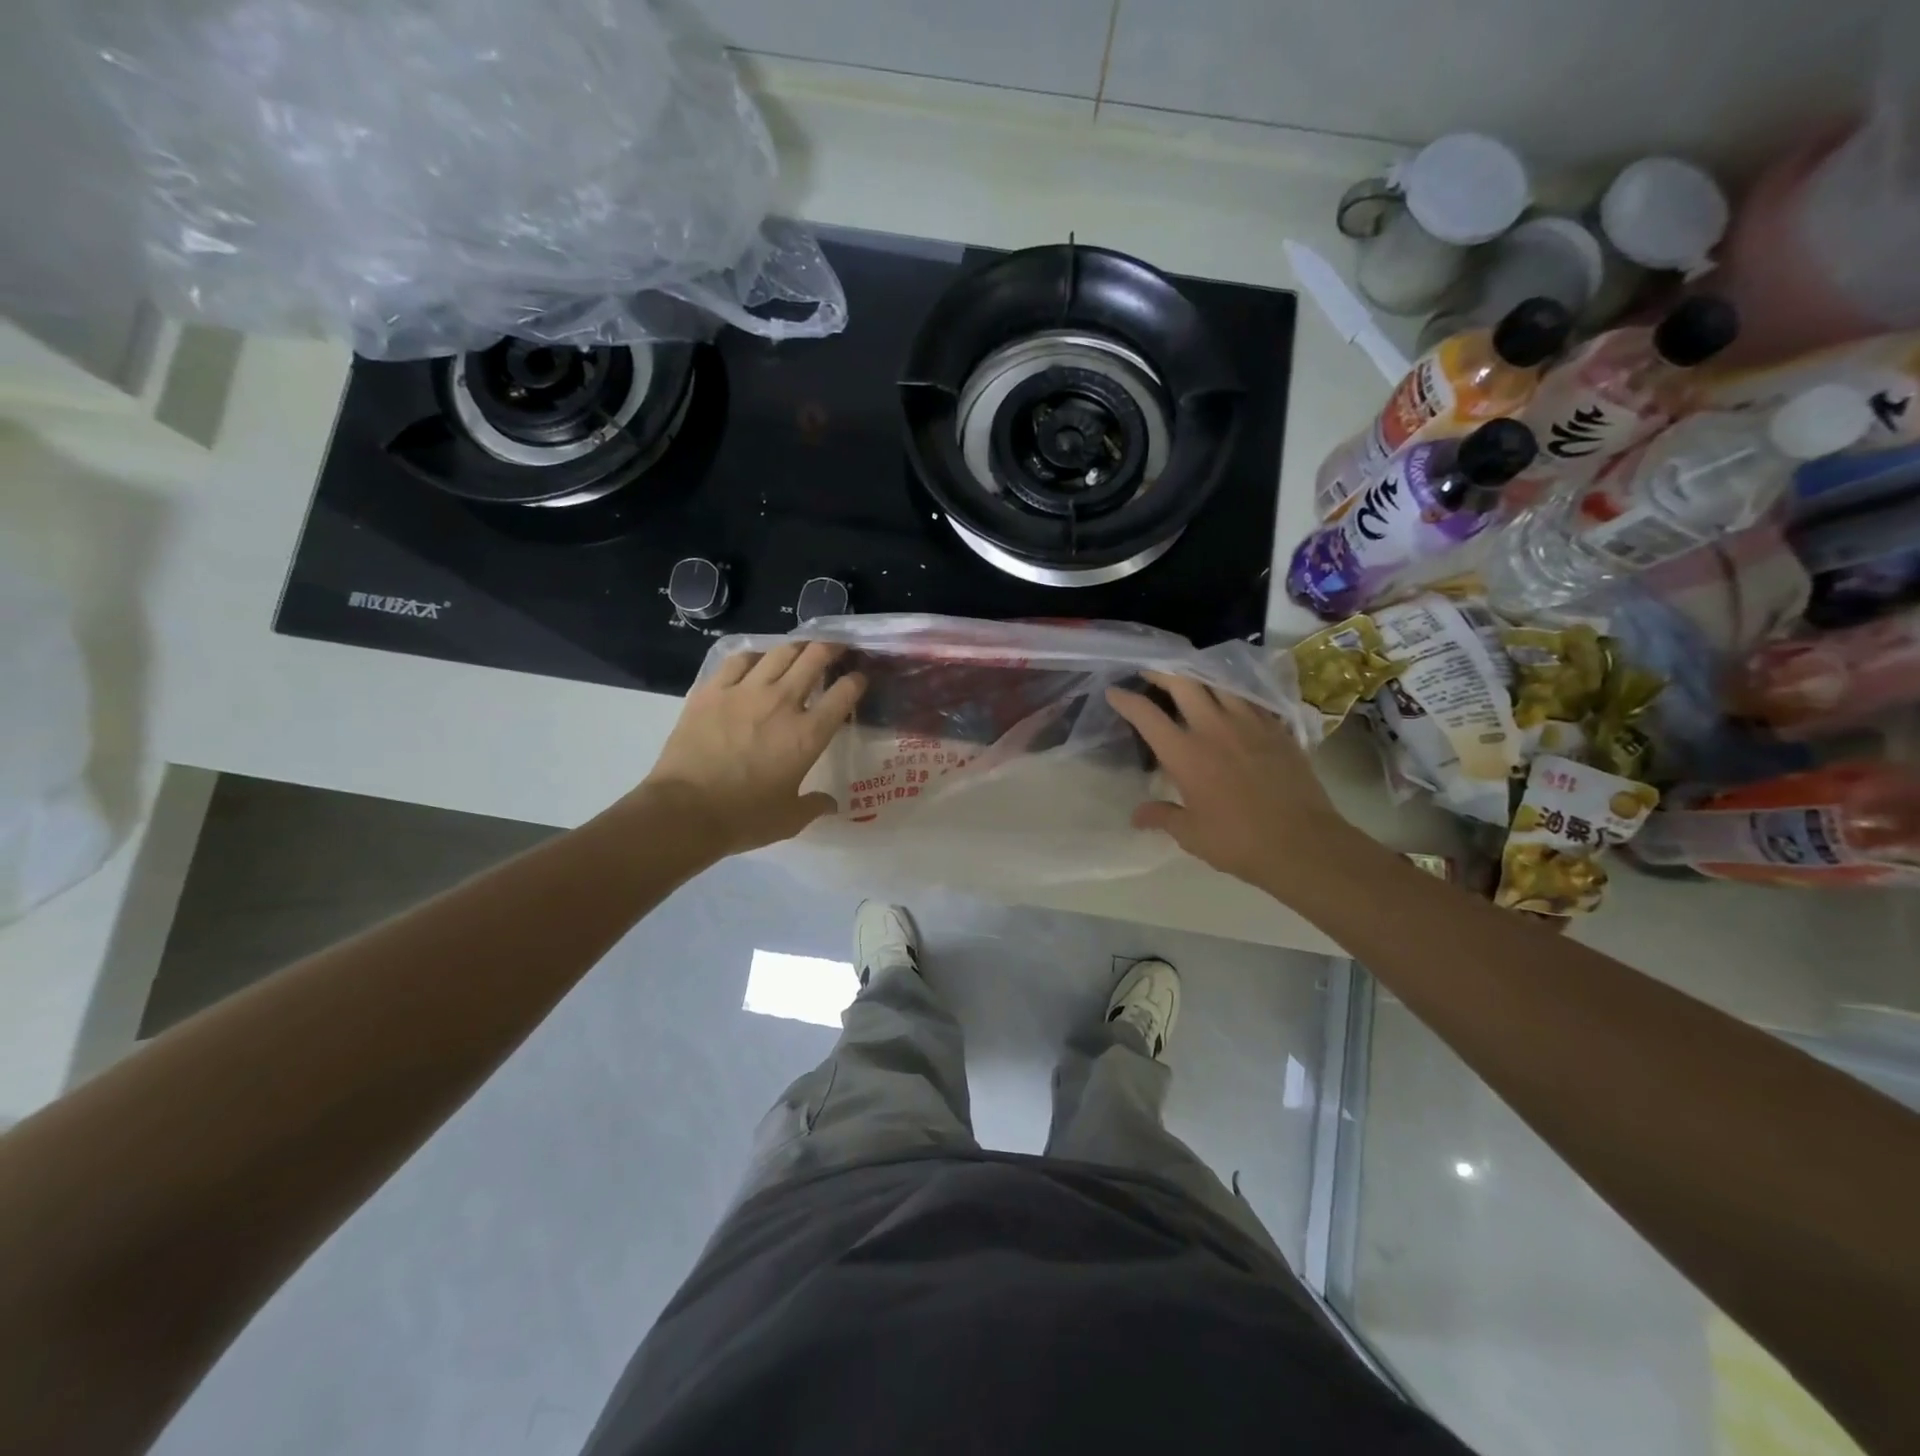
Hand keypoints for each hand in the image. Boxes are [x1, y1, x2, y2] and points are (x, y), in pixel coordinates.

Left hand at [631, 641, 865, 858]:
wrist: (684, 811)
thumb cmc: (744, 818)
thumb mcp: (789, 819)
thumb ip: (814, 806)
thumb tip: (830, 803)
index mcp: (808, 734)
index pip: (844, 694)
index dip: (857, 681)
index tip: (859, 678)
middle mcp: (782, 702)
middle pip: (814, 658)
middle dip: (831, 649)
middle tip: (836, 649)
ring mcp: (744, 691)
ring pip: (779, 652)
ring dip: (796, 647)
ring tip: (800, 649)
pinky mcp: (711, 691)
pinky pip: (738, 660)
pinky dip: (754, 656)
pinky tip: (756, 661)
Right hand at [1107, 671, 1354, 900]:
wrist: (1303, 843)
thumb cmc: (1238, 842)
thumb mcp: (1191, 835)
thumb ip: (1162, 817)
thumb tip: (1137, 816)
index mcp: (1186, 754)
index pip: (1147, 715)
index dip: (1126, 700)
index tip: (1114, 691)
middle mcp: (1214, 728)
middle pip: (1184, 683)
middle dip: (1162, 672)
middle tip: (1150, 671)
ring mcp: (1250, 724)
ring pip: (1220, 683)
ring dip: (1199, 677)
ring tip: (1191, 679)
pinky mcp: (1278, 729)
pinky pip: (1251, 699)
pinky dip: (1234, 694)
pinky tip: (1233, 700)